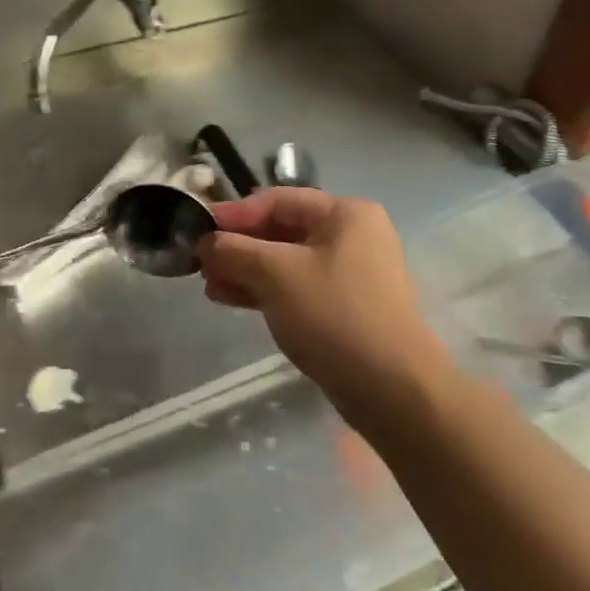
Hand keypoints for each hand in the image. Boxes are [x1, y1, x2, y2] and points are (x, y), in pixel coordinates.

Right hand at [198, 189, 452, 429]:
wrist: (392, 390)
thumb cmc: (334, 315)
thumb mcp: (277, 274)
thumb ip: (235, 251)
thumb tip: (205, 243)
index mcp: (346, 214)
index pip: (278, 200)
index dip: (234, 213)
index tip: (197, 229)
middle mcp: (351, 236)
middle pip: (281, 230)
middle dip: (238, 246)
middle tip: (199, 262)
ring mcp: (350, 273)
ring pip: (285, 261)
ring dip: (246, 270)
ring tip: (208, 284)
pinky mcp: (344, 307)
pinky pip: (296, 287)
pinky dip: (264, 290)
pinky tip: (230, 299)